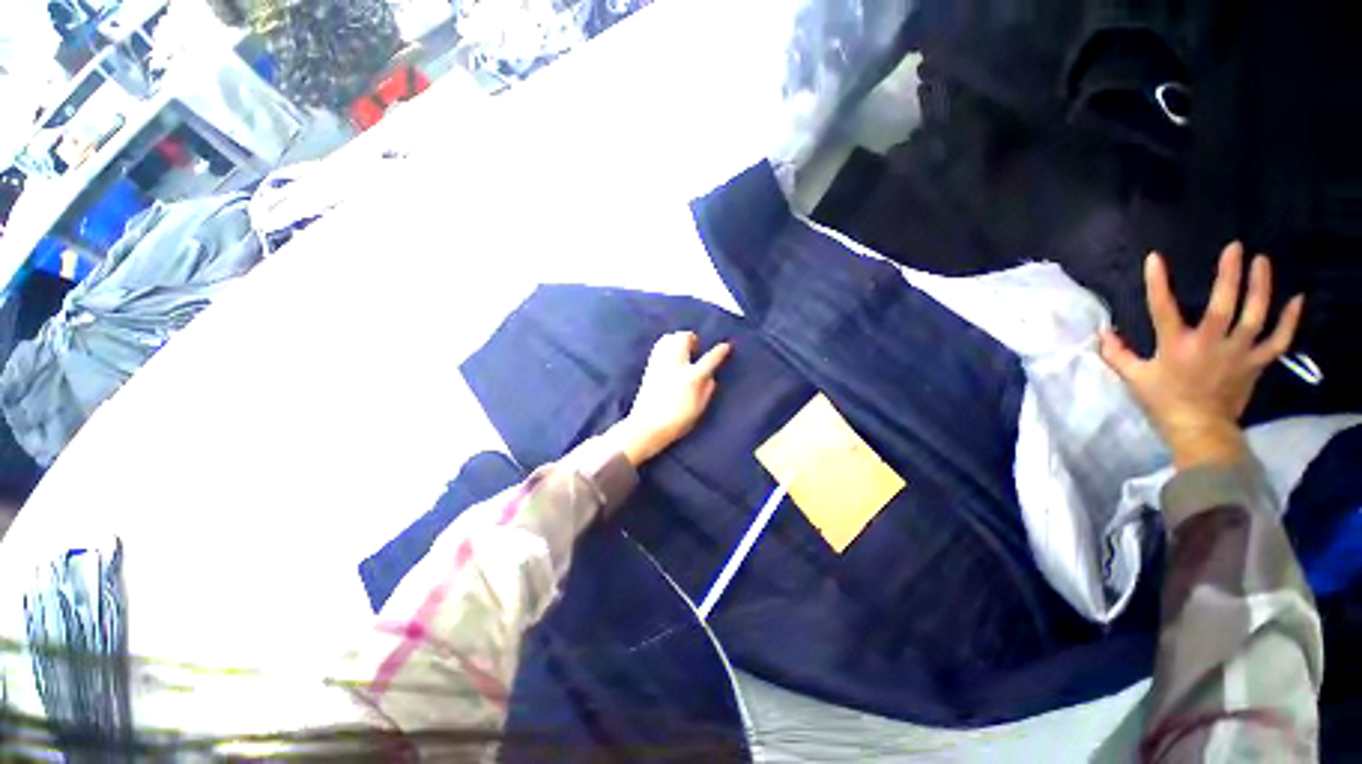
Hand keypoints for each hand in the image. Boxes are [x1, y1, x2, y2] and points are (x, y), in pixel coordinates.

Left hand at [613, 332, 731, 466]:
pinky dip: (666, 345)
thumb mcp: (699, 408)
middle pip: (684, 338)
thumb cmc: (677, 421)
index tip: (726, 346)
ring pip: (669, 338)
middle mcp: (676, 365)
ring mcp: (660, 364)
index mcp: (692, 377)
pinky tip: (670, 356)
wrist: (647, 426)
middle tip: (696, 348)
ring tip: (683, 350)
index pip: (711, 359)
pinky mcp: (649, 367)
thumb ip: (707, 390)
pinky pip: (659, 347)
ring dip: (678, 340)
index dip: (720, 351)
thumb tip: (710, 377)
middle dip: (692, 339)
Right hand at [1099, 242, 1304, 468]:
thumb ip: (1117, 354)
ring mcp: (1238, 353)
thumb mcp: (1134, 378)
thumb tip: (1103, 332)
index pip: (1162, 309)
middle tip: (1235, 247)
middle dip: (1229, 275)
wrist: (1200, 430)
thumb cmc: (1163, 402)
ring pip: (1255, 316)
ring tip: (1262, 261)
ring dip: (1260, 287)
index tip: (1155, 258)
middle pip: (1223, 306)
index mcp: (1175, 348)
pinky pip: (1279, 340)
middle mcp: (1209, 345)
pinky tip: (1297, 299)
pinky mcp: (1256, 363)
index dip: (1157, 283)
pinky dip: (1290, 321)